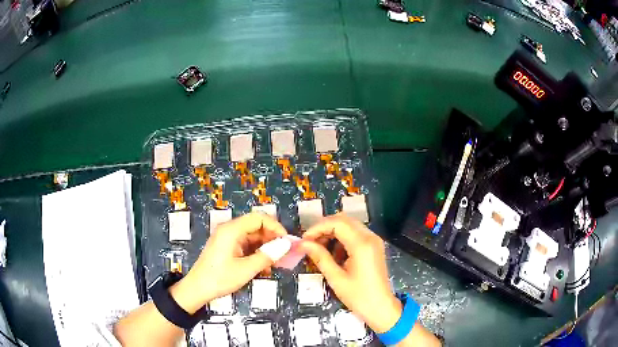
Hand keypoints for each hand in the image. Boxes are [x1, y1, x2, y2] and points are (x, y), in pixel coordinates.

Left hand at [170, 213, 287, 312]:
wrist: (197, 289)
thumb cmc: (220, 278)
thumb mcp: (247, 269)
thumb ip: (267, 255)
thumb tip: (286, 245)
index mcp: (232, 230)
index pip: (259, 218)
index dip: (276, 227)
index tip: (287, 242)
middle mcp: (229, 230)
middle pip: (256, 226)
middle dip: (272, 238)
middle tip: (285, 254)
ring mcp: (227, 238)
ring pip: (252, 236)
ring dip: (265, 247)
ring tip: (276, 262)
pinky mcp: (226, 247)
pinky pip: (246, 244)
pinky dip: (256, 252)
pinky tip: (264, 265)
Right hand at [299, 214, 401, 332]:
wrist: (381, 308)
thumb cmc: (359, 296)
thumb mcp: (336, 278)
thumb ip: (320, 257)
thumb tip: (303, 244)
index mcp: (362, 244)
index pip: (337, 223)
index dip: (317, 228)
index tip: (304, 240)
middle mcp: (370, 237)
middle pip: (343, 220)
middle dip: (324, 228)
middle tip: (310, 243)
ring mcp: (374, 240)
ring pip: (349, 225)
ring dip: (332, 233)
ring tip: (320, 250)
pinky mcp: (374, 246)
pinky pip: (355, 234)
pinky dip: (342, 239)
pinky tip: (334, 255)